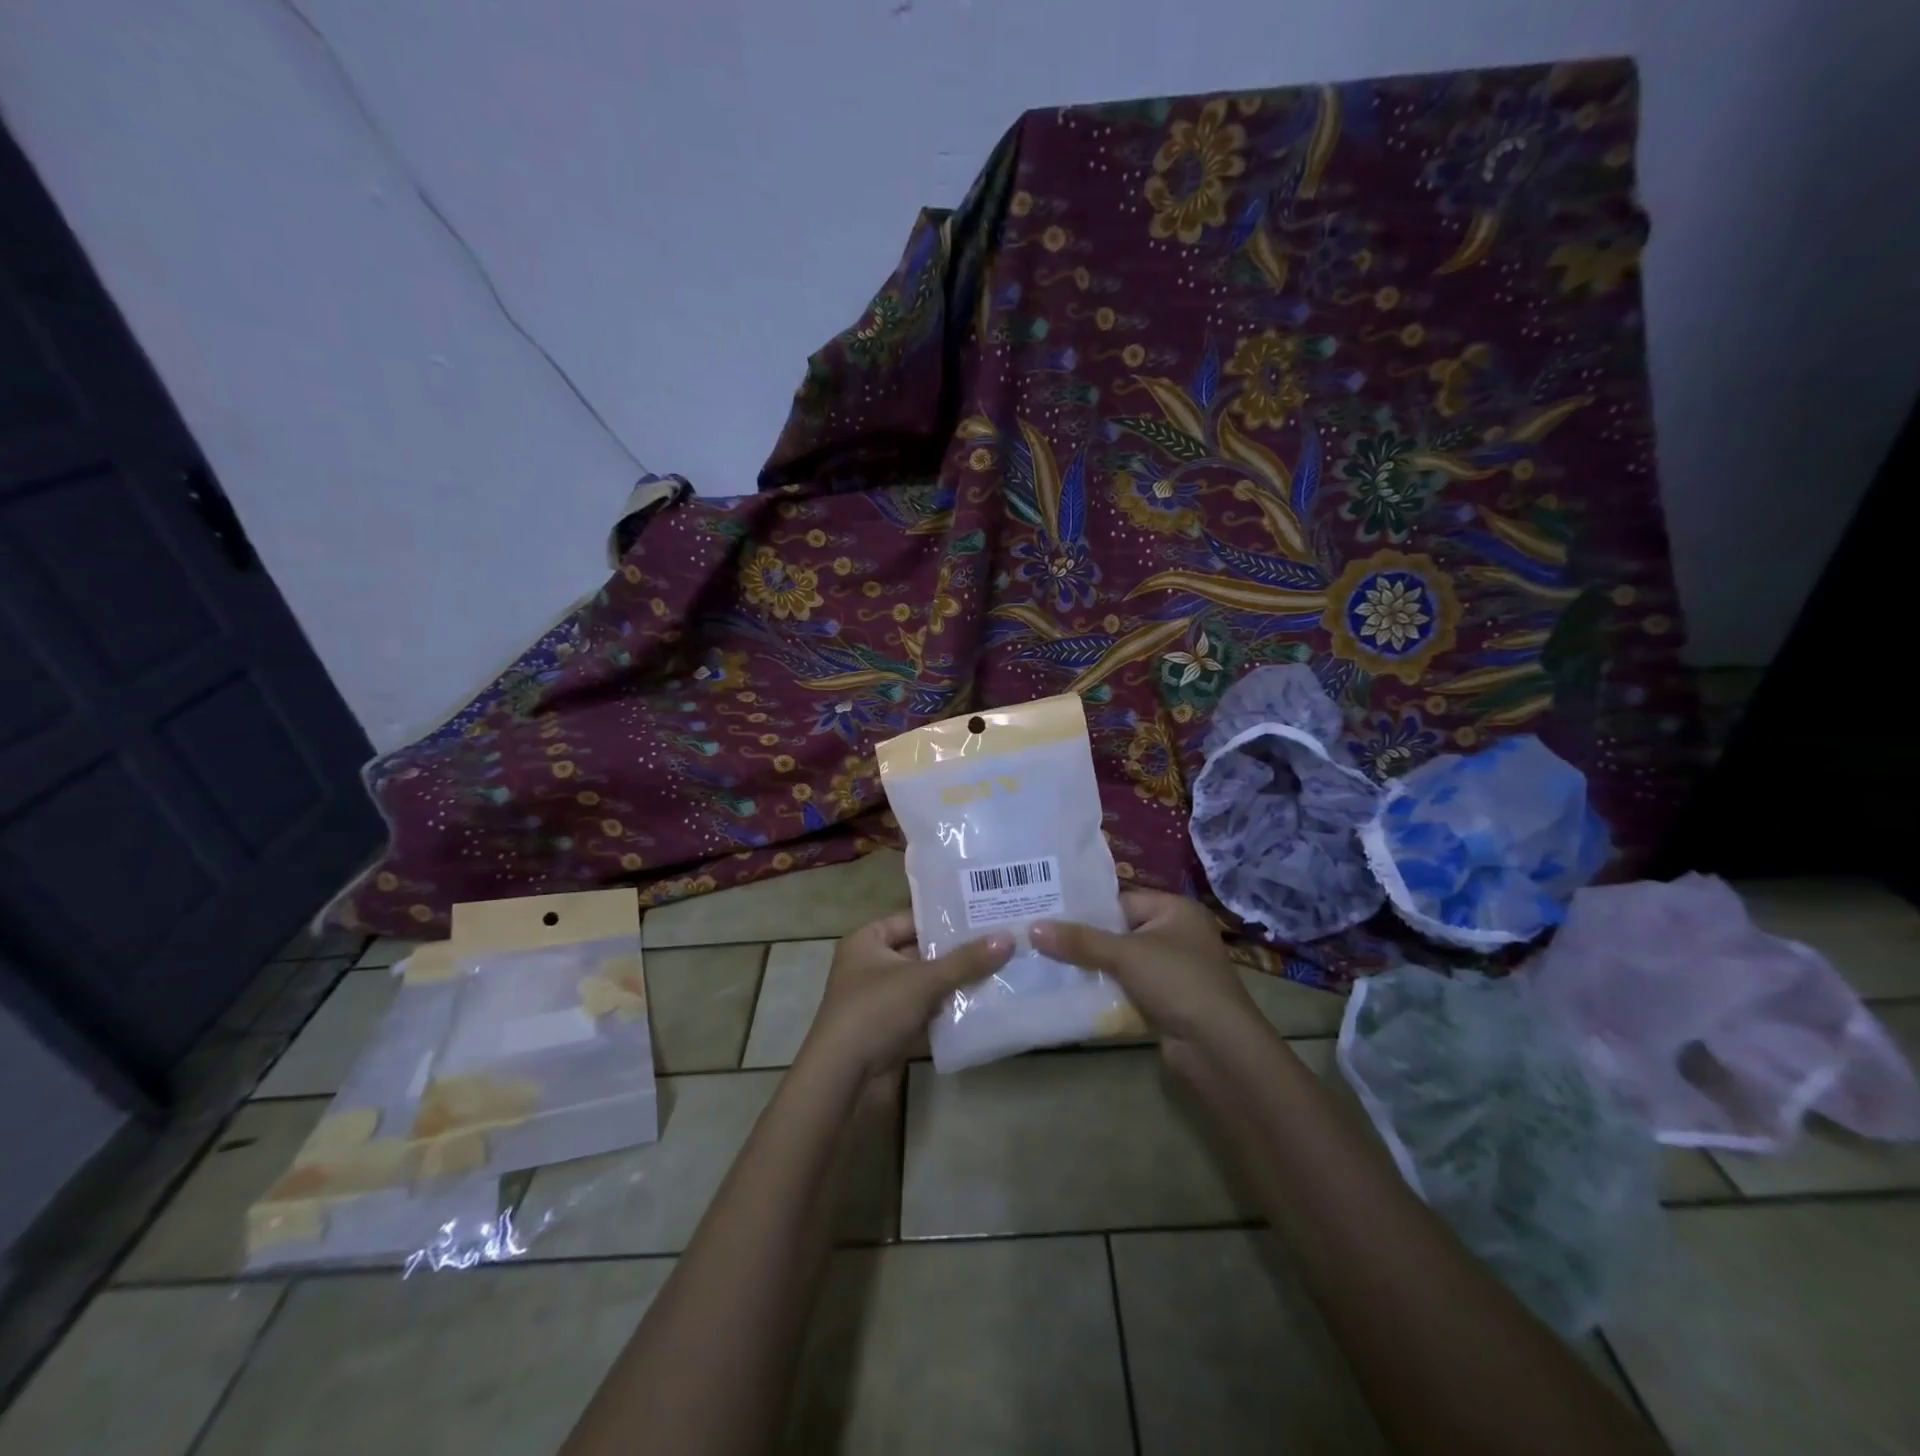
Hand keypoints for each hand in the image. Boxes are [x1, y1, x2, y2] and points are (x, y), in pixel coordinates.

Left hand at [798, 911, 1014, 1083]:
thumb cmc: (874, 1013)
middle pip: (922, 950)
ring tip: (1003, 966)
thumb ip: (966, 961)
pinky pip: (927, 1009)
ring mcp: (882, 999)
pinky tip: (986, 1002)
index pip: (912, 918)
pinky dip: (950, 1007)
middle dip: (959, 950)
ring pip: (927, 982)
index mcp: (867, 941)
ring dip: (958, 980)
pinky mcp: (893, 1029)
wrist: (843, 1081)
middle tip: (1002, 939)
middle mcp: (872, 965)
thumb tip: (1008, 938)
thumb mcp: (922, 981)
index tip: (985, 912)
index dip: (946, 916)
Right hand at [1030, 890, 1259, 1045]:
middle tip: (1042, 938)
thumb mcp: (1125, 955)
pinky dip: (1107, 988)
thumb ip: (1080, 941)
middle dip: (1086, 939)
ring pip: (1123, 961)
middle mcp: (1177, 934)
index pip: (1121, 901)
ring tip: (1049, 963)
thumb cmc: (1177, 982)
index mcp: (1176, 910)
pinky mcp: (1168, 1000)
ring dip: (1094, 966)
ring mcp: (1174, 969)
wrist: (1218, 1047)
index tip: (1047, 913)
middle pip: (1120, 930)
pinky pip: (1129, 986)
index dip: (1086, 908)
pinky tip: (1074, 991)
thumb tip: (1032, 927)